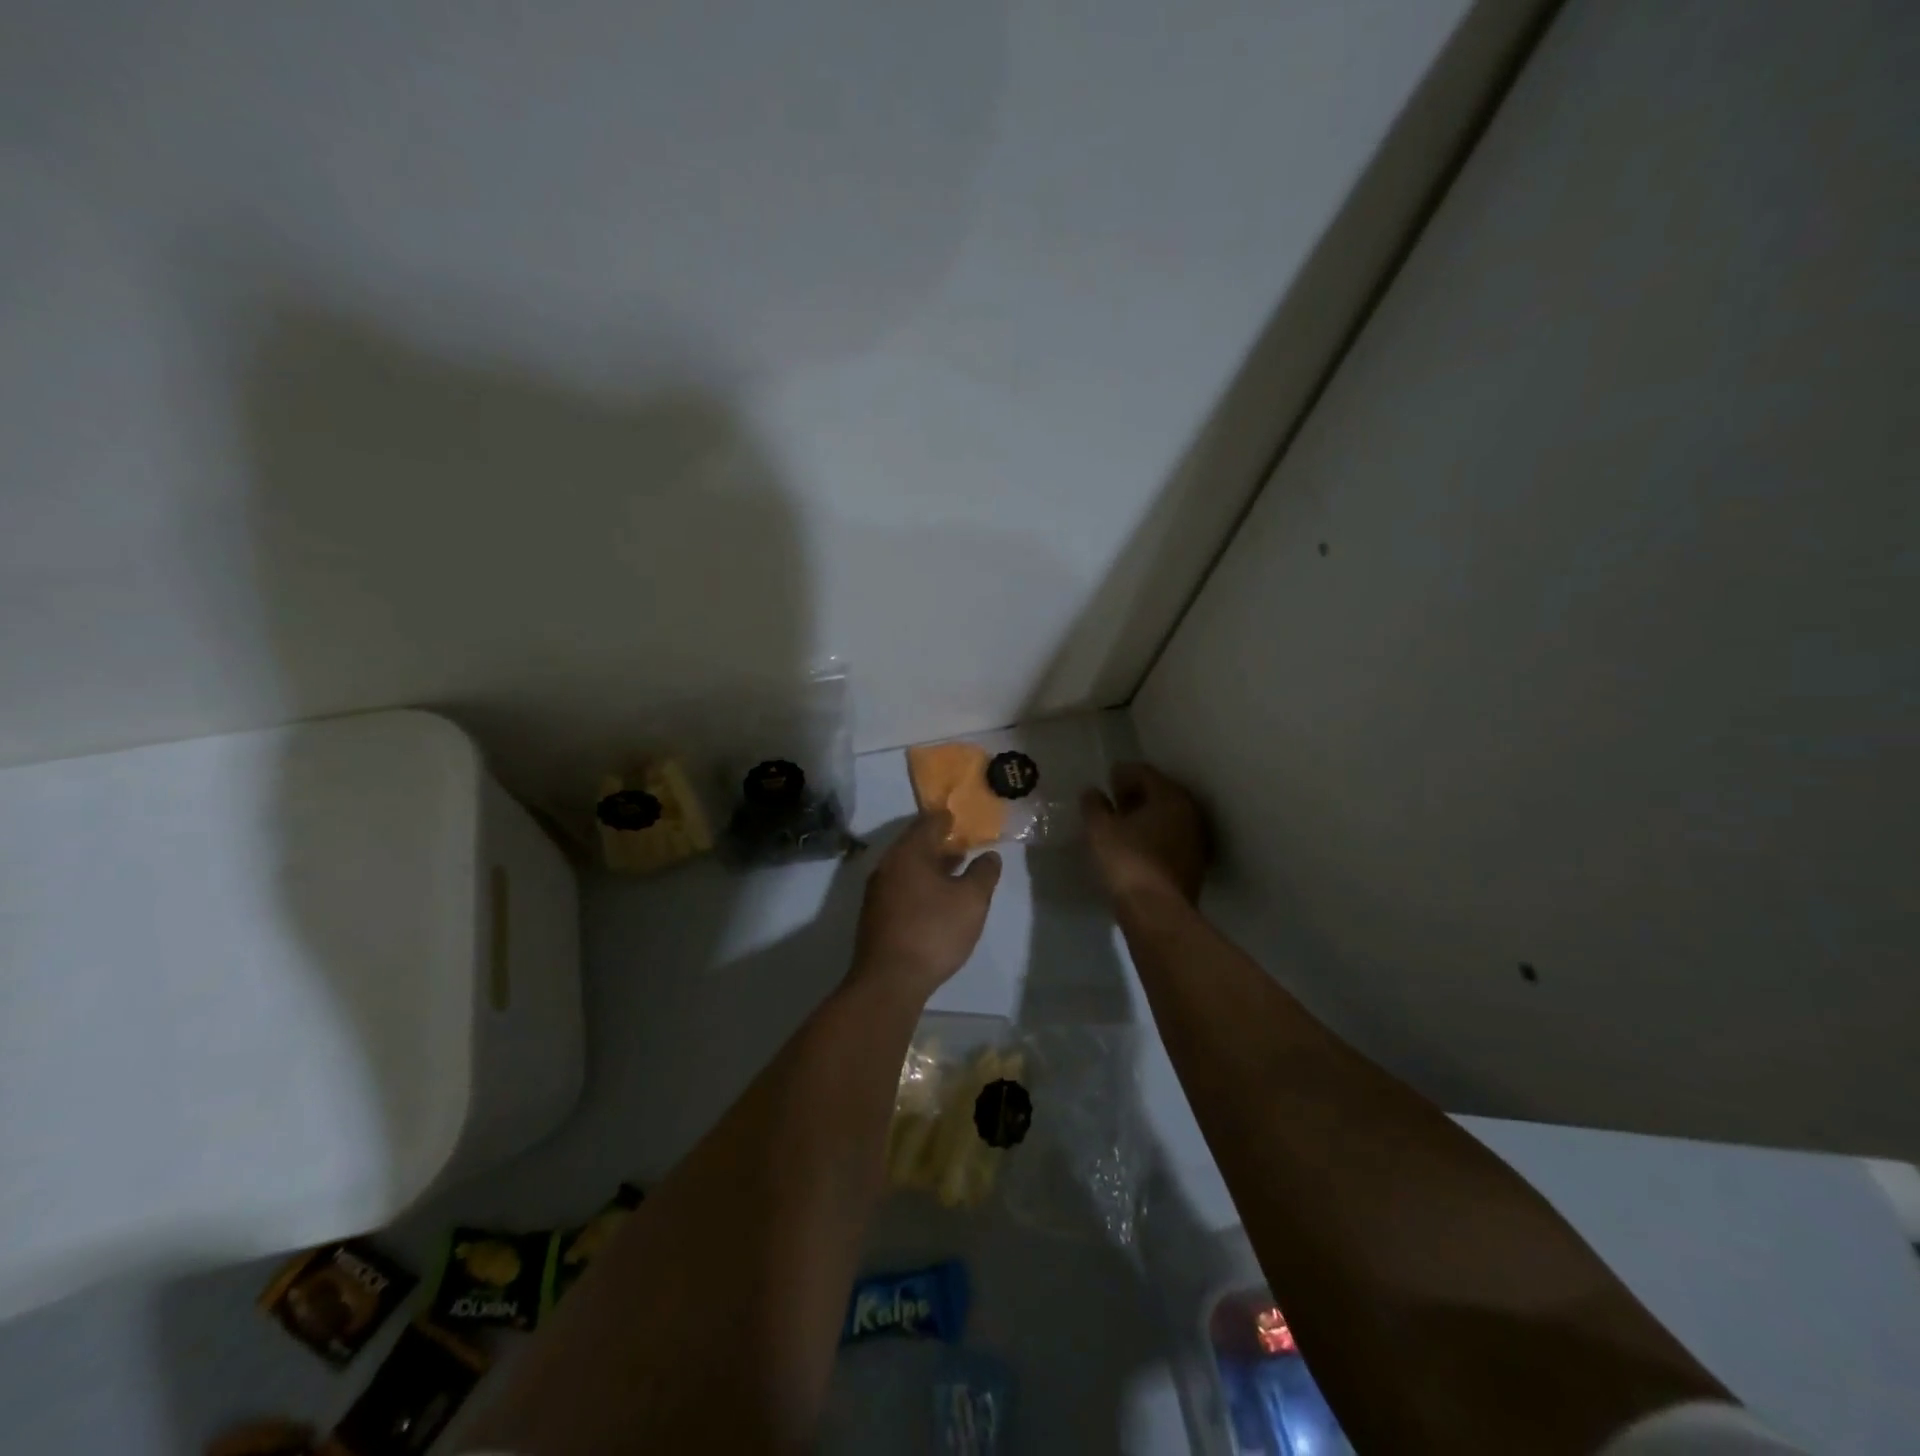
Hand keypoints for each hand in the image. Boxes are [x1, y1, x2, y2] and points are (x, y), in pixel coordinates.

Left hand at [849, 812, 1002, 1003]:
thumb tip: (989, 855)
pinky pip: (901, 886)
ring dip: (930, 865)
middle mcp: (888, 864)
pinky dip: (919, 883)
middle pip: (915, 844)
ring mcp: (877, 890)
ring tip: (955, 871)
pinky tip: (935, 898)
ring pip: (907, 867)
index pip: (929, 823)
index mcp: (909, 852)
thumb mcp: (971, 900)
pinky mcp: (875, 914)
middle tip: (963, 844)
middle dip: (939, 843)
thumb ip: (983, 873)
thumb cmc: (934, 931)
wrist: (889, 980)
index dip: (947, 818)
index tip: (961, 817)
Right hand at [1082, 762, 1208, 906]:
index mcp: (1169, 796)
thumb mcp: (1100, 830)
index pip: (1144, 772)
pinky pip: (1172, 837)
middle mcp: (1189, 812)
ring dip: (1146, 816)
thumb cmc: (1127, 861)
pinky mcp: (1195, 862)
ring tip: (1122, 826)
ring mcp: (1196, 838)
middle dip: (1136, 794)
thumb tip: (1092, 792)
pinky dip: (1155, 835)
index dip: (1122, 774)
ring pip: (1168, 816)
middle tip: (1113, 802)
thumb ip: (1094, 806)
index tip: (1106, 781)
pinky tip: (1137, 846)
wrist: (1157, 912)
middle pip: (1160, 793)